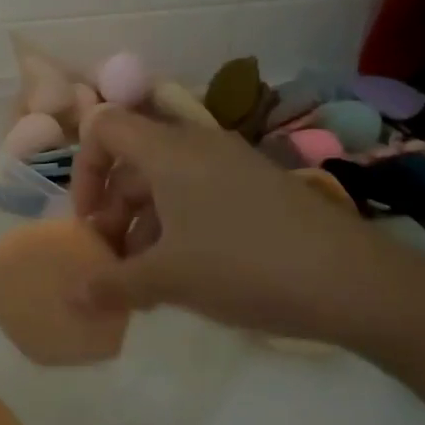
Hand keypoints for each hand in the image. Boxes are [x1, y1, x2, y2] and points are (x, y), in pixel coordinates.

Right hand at [71, 106, 424, 345]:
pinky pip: (200, 194)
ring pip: (167, 182)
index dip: (84, 169)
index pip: (104, 127)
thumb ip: (112, 285)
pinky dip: (179, 225)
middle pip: (133, 160)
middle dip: (112, 208)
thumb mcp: (168, 279)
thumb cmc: (243, 265)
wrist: (353, 280)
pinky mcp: (258, 187)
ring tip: (147, 279)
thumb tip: (71, 297)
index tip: (89, 221)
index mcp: (168, 150)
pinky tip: (188, 272)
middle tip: (113, 261)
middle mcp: (197, 145)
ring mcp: (232, 164)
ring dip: (144, 223)